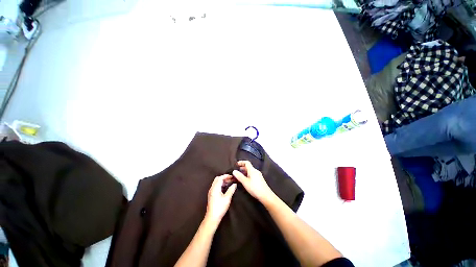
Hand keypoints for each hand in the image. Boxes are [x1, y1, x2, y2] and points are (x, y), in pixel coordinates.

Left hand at [205, 174, 236, 225]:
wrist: (212, 217)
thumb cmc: (220, 208)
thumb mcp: (227, 198)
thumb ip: (231, 190)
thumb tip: (234, 184)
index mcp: (215, 188)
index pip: (220, 178)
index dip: (226, 176)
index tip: (232, 176)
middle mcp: (212, 188)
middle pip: (217, 179)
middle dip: (224, 178)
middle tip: (230, 179)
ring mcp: (211, 192)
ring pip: (216, 182)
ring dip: (223, 181)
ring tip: (229, 183)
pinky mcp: (211, 195)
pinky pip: (216, 186)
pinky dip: (221, 184)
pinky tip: (225, 188)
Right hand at [232, 161, 273, 202]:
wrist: (266, 195)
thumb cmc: (255, 188)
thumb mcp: (245, 182)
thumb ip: (239, 176)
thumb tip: (234, 171)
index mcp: (252, 170)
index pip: (247, 163)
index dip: (241, 162)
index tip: (236, 164)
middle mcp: (256, 171)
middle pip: (248, 167)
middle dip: (242, 168)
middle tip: (237, 170)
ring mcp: (258, 175)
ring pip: (250, 171)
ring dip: (245, 172)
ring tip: (240, 176)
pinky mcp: (259, 180)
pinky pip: (252, 175)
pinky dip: (248, 175)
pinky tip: (245, 180)